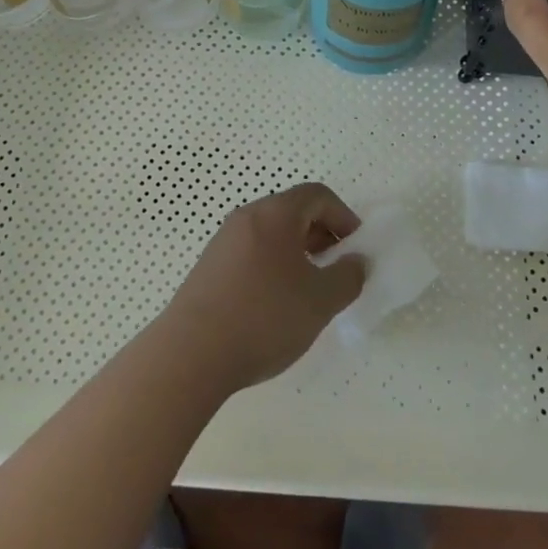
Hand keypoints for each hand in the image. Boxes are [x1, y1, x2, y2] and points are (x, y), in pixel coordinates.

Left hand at [158, 183, 365, 392]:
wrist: (191, 353)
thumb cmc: (264, 317)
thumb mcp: (320, 301)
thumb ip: (348, 277)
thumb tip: (355, 262)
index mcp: (275, 213)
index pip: (317, 195)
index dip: (344, 216)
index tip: (356, 249)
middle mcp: (246, 217)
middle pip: (292, 211)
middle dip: (322, 234)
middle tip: (337, 269)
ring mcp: (223, 241)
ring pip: (271, 233)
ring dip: (297, 252)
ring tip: (309, 290)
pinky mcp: (209, 266)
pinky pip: (251, 252)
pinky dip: (273, 265)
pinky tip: (276, 304)